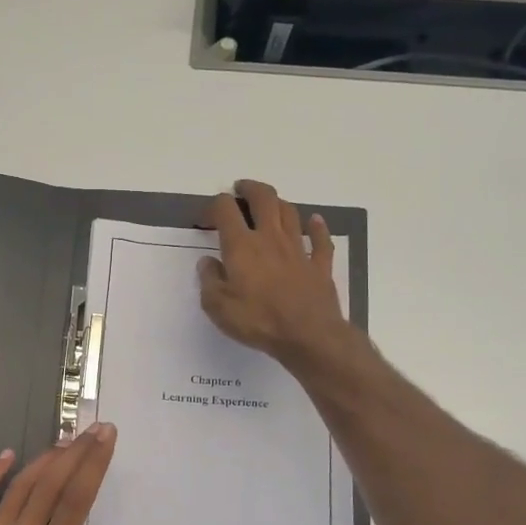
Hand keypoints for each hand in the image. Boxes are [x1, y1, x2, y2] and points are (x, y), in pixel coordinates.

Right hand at [197, 179, 348, 366]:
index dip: (213, 207)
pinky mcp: (320, 264)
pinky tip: (315, 221)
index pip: (225, 210)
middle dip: (249, 189)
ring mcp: (299, 249)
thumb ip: (209, 280)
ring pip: (290, 212)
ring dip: (278, 203)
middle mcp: (271, 238)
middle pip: (263, 198)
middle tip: (240, 189)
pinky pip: (320, 239)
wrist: (308, 335)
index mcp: (242, 246)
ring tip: (269, 204)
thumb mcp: (218, 307)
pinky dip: (317, 227)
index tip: (206, 219)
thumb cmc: (258, 321)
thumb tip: (207, 262)